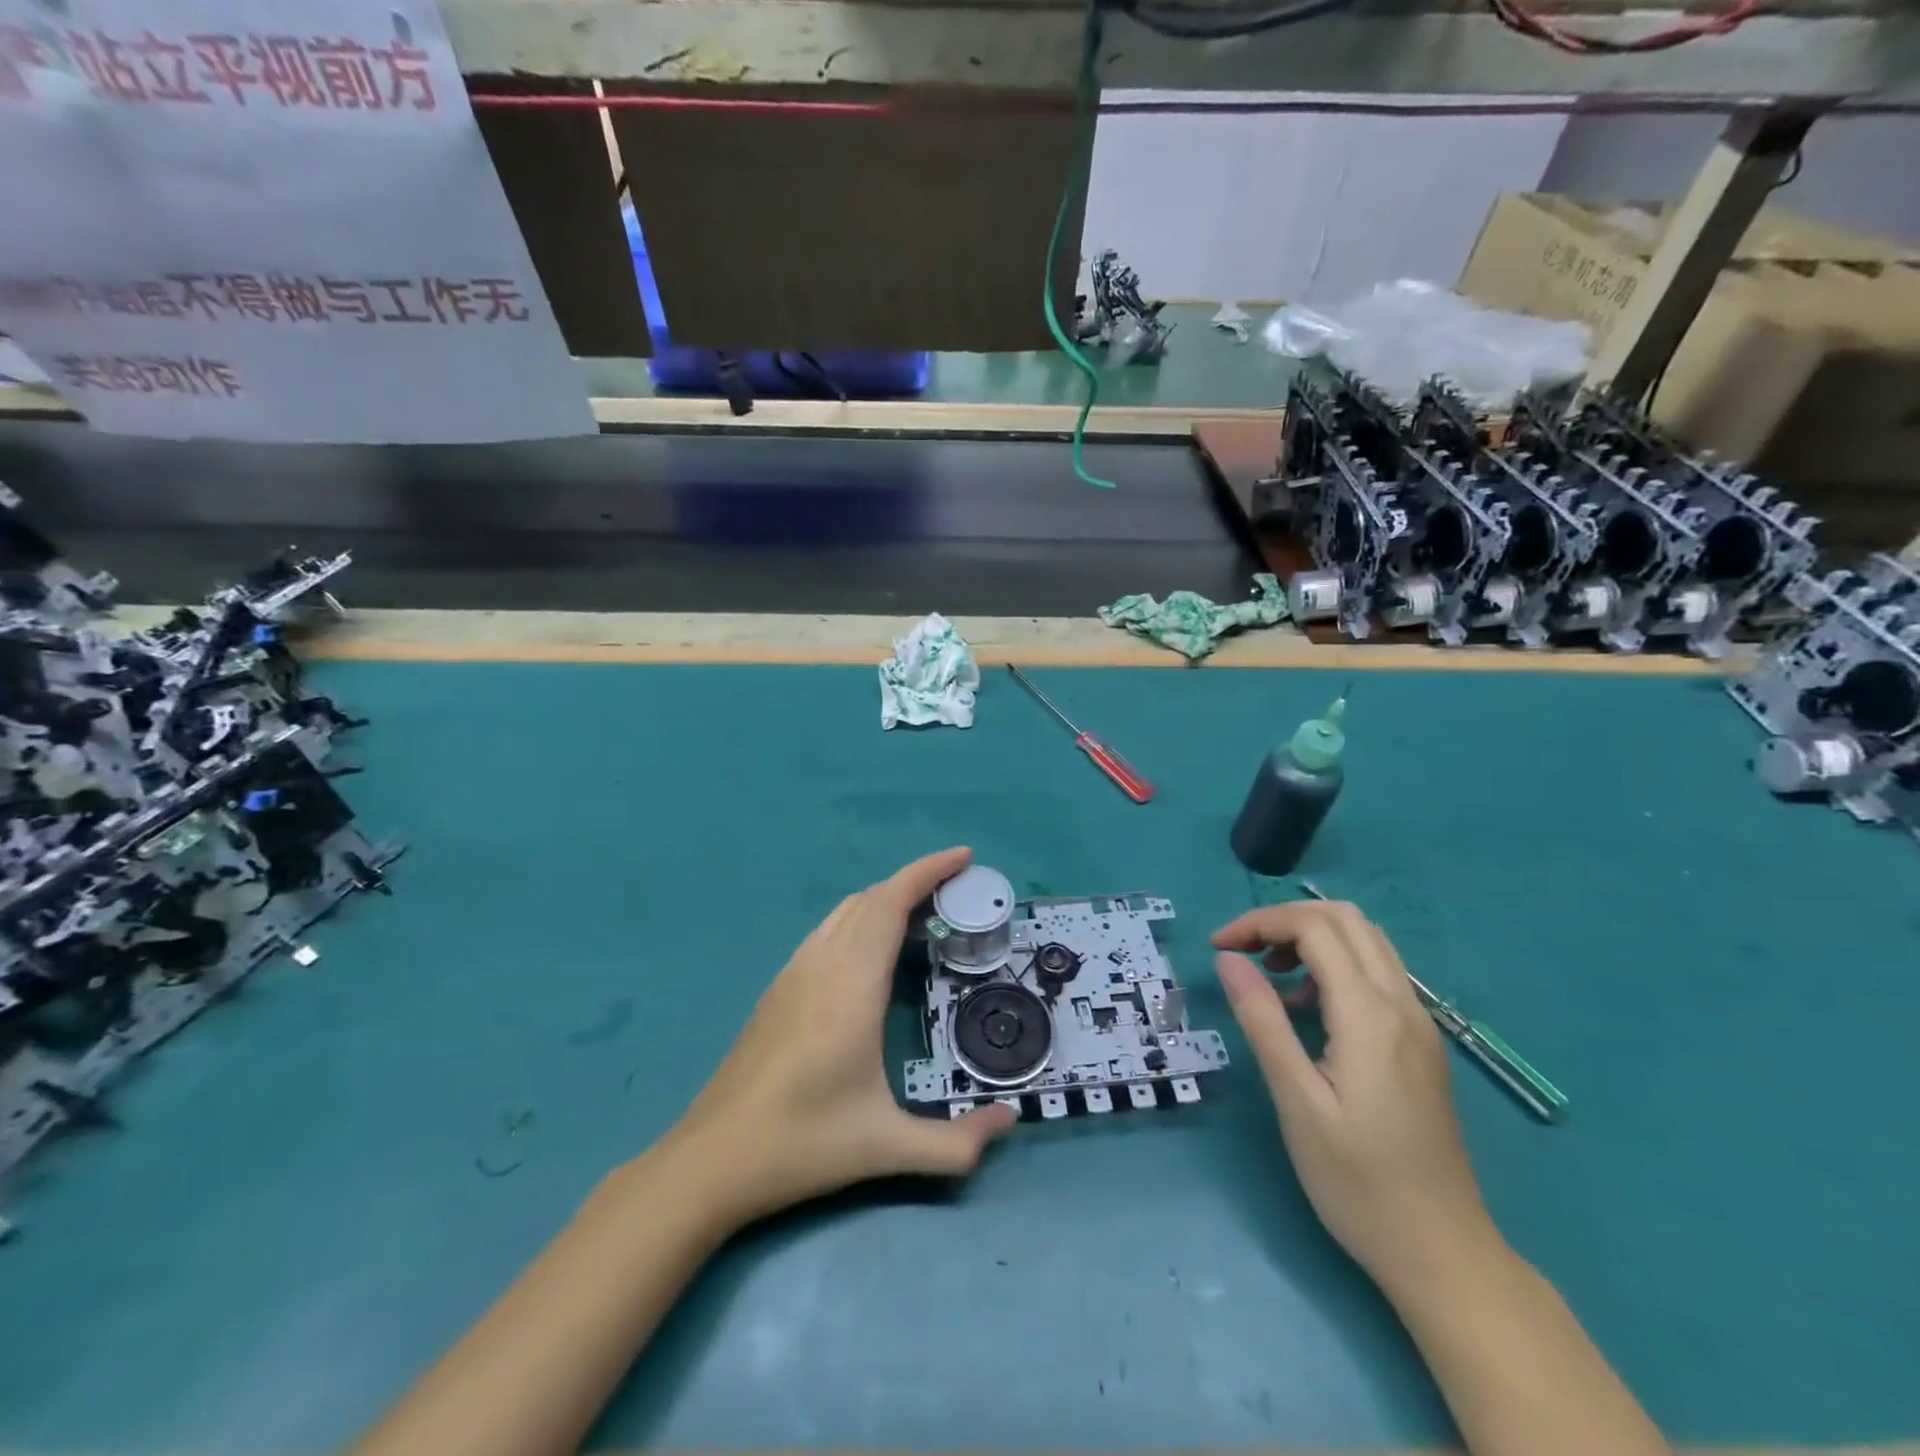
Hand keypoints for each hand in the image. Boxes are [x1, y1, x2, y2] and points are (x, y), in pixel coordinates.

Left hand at [667, 846, 1015, 1227]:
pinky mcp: (779, 987)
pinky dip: (860, 918)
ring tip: (923, 913)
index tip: (964, 856)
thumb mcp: (886, 1147)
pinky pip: (828, 930)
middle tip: (957, 889)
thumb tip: (1010, 1124)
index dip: (928, 871)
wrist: (713, 1157)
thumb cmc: (803, 1143)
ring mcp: (795, 971)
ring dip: (886, 898)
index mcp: (852, 984)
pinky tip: (872, 950)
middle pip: (871, 898)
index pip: (891, 903)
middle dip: (916, 881)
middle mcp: (823, 964)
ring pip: (845, 911)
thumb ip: (956, 1144)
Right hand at [1211, 900, 1497, 1290]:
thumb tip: (1229, 959)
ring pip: (1366, 940)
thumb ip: (1262, 1019)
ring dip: (1312, 937)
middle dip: (1285, 919)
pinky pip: (1377, 972)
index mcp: (1370, 1015)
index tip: (1218, 947)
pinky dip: (1335, 964)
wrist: (1442, 1253)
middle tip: (1243, 951)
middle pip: (1345, 918)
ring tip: (1271, 976)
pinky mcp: (1420, 1042)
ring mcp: (1419, 1023)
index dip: (1259, 922)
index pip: (1314, 927)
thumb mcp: (1296, 1100)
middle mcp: (1402, 1005)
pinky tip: (1308, 1008)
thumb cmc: (1358, 1183)